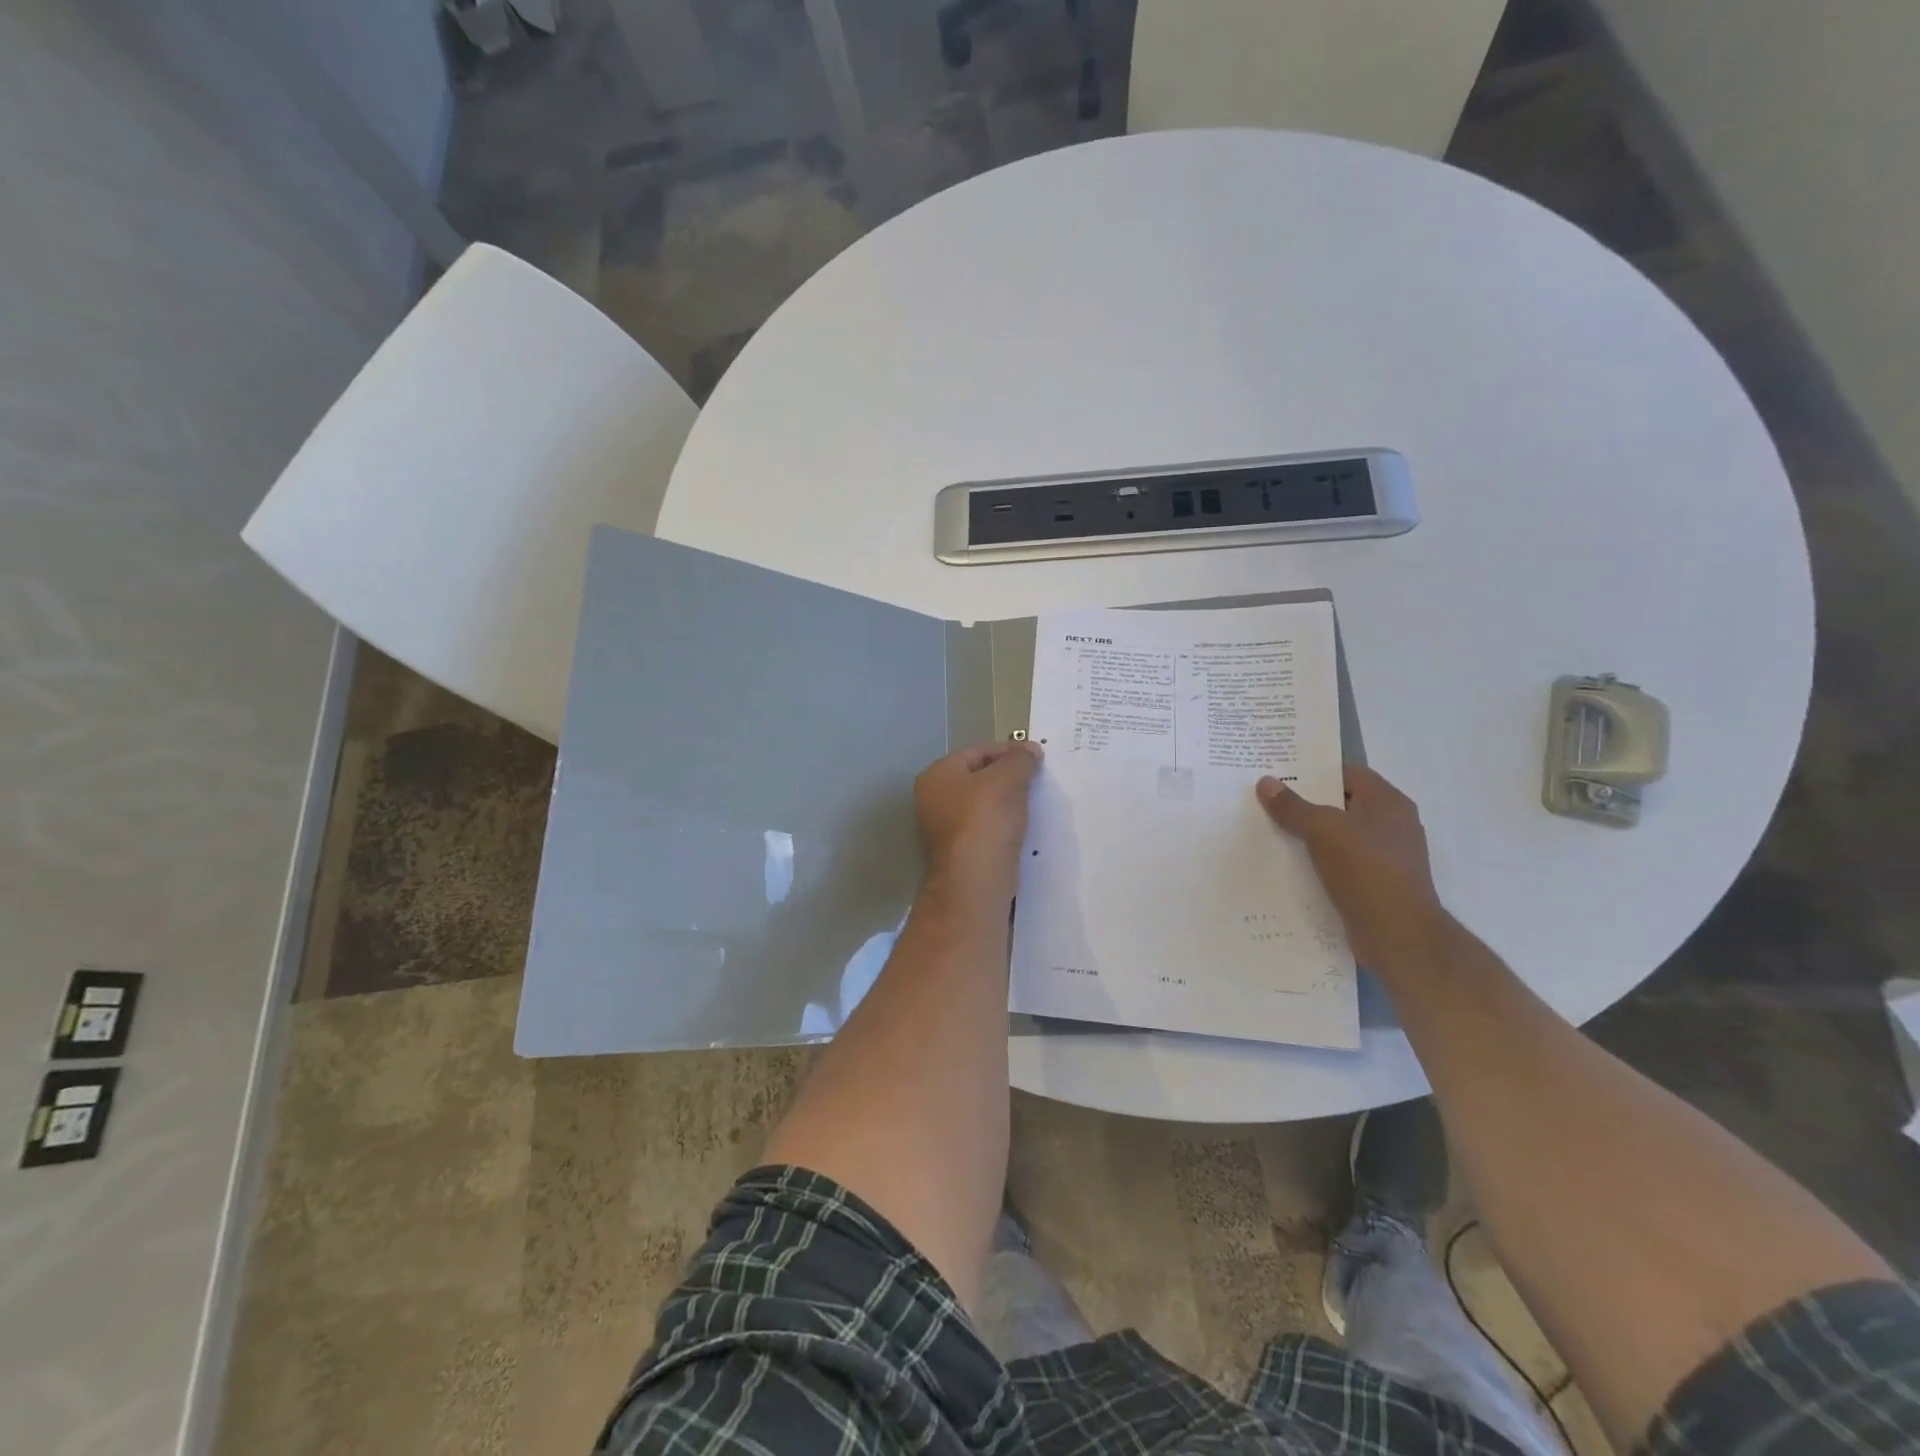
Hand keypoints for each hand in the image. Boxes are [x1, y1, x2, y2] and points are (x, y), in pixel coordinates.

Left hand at [914, 740, 1042, 898]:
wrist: (974, 885)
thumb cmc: (984, 822)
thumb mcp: (1006, 780)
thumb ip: (1019, 760)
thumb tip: (1029, 750)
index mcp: (937, 776)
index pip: (977, 752)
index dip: (1008, 751)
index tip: (1038, 758)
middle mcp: (934, 800)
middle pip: (979, 779)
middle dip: (1009, 778)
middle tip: (1039, 781)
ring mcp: (945, 830)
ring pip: (984, 806)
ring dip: (1009, 804)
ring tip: (1036, 804)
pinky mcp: (961, 854)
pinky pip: (987, 831)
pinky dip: (1005, 827)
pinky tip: (1025, 830)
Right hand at [1257, 766, 1444, 972]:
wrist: (1398, 935)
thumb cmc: (1366, 870)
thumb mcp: (1322, 830)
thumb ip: (1292, 806)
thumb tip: (1265, 782)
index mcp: (1389, 803)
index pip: (1348, 773)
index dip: (1315, 771)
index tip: (1280, 774)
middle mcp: (1393, 825)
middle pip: (1343, 805)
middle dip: (1307, 804)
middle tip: (1269, 801)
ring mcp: (1387, 858)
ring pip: (1340, 837)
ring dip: (1311, 837)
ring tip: (1272, 832)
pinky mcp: (1378, 886)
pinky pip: (1342, 865)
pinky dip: (1319, 864)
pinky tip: (1291, 867)